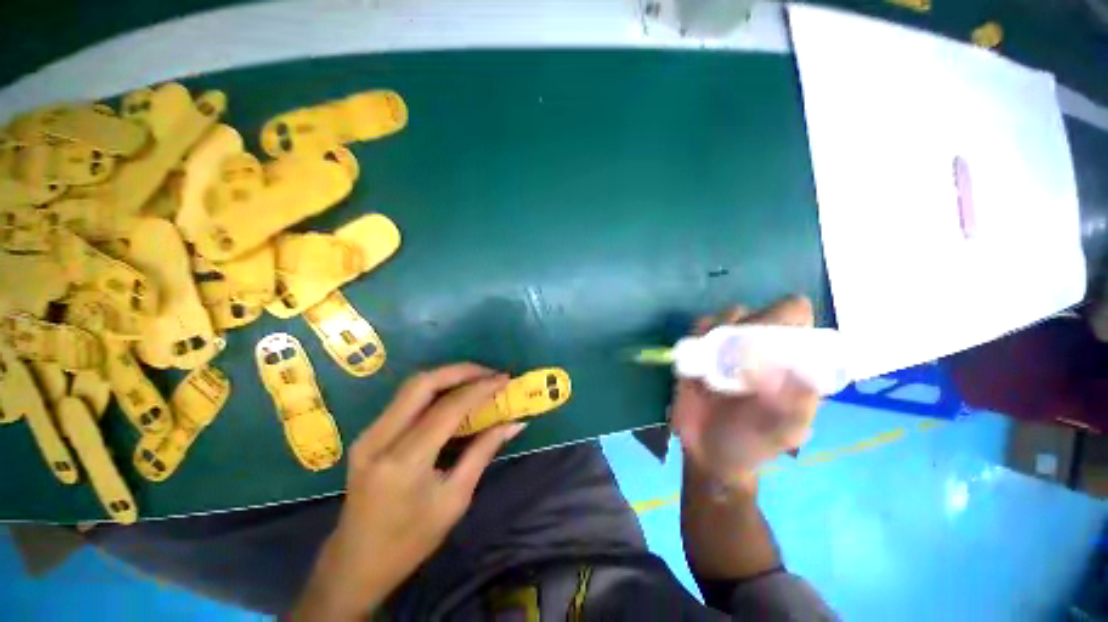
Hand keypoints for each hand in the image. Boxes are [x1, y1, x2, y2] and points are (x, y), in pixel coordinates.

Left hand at [291, 364, 523, 620]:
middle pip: (422, 383)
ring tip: (477, 379)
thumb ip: (483, 452)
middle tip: (489, 373)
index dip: (479, 389)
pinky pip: (405, 399)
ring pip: (411, 386)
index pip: (447, 408)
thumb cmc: (410, 541)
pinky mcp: (368, 434)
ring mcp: (368, 434)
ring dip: (447, 376)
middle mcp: (380, 439)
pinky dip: (434, 389)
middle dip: (460, 371)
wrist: (355, 565)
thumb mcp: (454, 499)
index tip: (504, 380)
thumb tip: (513, 424)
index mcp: (404, 462)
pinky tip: (454, 395)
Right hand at [671, 296, 820, 486]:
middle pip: (764, 310)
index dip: (787, 321)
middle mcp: (763, 348)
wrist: (707, 451)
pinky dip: (699, 332)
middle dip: (752, 324)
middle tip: (738, 354)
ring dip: (723, 327)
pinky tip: (698, 353)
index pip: (799, 320)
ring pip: (731, 314)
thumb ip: (796, 406)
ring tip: (715, 356)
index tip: (770, 345)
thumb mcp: (782, 433)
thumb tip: (798, 370)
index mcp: (791, 362)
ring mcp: (729, 347)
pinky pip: (700, 326)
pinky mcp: (701, 349)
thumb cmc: (751, 444)